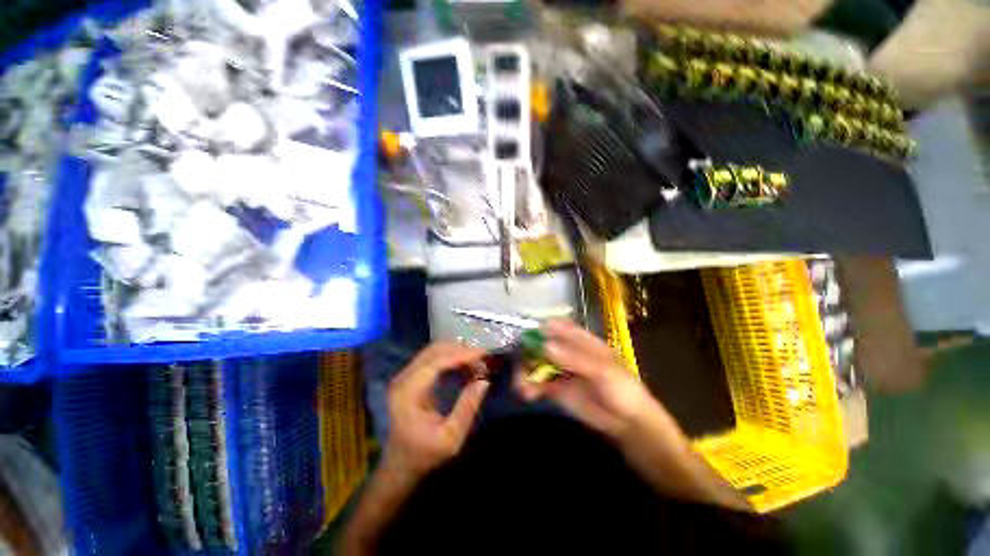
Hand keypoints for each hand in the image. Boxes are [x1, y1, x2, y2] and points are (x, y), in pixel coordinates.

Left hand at [385, 342, 490, 477]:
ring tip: (477, 364)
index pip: (436, 362)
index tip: (484, 354)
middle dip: (461, 351)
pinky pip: (433, 357)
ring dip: (457, 353)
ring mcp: (405, 375)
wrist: (401, 464)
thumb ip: (467, 408)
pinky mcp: (411, 376)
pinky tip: (465, 367)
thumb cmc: (425, 454)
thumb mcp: (451, 439)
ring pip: (434, 351)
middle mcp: (403, 378)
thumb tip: (484, 381)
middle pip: (435, 351)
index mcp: (408, 393)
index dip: (461, 355)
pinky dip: (451, 358)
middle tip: (483, 361)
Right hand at [515, 320, 657, 440]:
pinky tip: (527, 394)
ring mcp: (560, 370)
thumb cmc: (622, 389)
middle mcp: (567, 352)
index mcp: (581, 341)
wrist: (629, 424)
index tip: (527, 334)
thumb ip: (574, 359)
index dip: (543, 327)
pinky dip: (529, 387)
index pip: (559, 327)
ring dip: (525, 372)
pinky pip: (537, 384)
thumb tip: (545, 346)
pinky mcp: (555, 389)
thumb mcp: (603, 371)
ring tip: (521, 385)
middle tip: (520, 364)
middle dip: (528, 352)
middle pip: (541, 344)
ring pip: (536, 364)